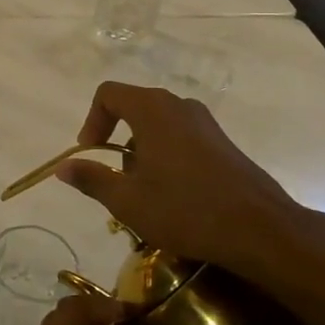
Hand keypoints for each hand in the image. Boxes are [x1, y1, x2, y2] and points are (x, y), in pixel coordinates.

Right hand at [54, 80, 315, 281]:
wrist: (260, 229)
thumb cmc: (185, 210)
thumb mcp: (127, 201)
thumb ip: (91, 179)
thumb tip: (63, 167)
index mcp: (152, 110)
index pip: (108, 94)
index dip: (91, 122)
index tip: (90, 155)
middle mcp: (179, 106)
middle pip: (133, 108)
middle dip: (116, 140)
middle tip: (115, 177)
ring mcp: (205, 123)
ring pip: (158, 125)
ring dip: (141, 151)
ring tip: (143, 191)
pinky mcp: (223, 143)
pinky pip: (181, 137)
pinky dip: (165, 156)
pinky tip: (173, 195)